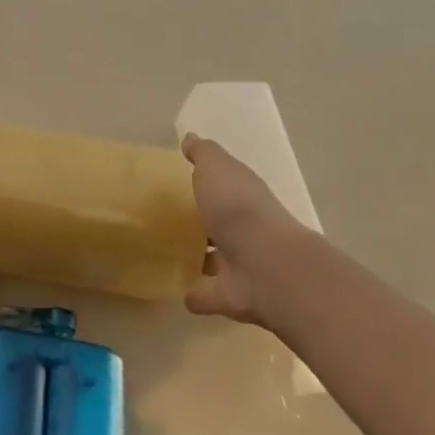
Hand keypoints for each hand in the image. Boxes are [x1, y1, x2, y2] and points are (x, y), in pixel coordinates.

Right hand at [181, 133, 310, 323]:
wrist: (265, 265)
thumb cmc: (238, 209)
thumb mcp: (217, 168)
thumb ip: (204, 154)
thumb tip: (191, 138)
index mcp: (244, 197)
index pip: (226, 186)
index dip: (208, 183)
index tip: (182, 181)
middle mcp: (245, 230)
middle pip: (220, 224)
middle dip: (202, 223)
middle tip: (169, 220)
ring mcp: (239, 265)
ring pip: (215, 260)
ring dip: (200, 258)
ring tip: (169, 255)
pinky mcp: (229, 296)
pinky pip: (207, 294)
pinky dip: (195, 294)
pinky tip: (178, 291)